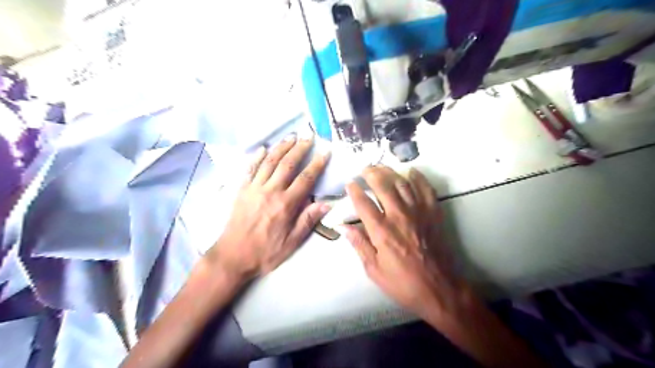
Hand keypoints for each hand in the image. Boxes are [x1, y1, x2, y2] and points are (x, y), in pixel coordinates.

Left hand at [208, 133, 332, 282]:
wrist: (232, 256)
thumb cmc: (265, 252)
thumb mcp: (292, 242)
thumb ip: (308, 221)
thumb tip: (326, 204)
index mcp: (285, 205)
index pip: (305, 179)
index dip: (317, 164)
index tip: (325, 152)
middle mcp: (270, 191)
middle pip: (287, 164)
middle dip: (300, 148)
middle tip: (309, 136)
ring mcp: (254, 188)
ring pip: (269, 162)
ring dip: (281, 147)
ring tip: (291, 137)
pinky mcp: (241, 190)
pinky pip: (250, 169)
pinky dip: (257, 157)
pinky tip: (264, 148)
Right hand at [345, 167, 467, 321]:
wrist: (439, 289)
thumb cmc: (403, 283)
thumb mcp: (374, 269)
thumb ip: (359, 244)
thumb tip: (342, 226)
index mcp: (381, 231)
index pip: (363, 203)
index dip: (354, 190)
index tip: (349, 183)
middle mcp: (399, 215)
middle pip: (383, 185)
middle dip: (371, 173)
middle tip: (365, 169)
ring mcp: (418, 212)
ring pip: (402, 183)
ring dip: (390, 171)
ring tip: (381, 167)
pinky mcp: (433, 213)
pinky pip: (426, 188)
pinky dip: (418, 177)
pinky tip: (411, 172)